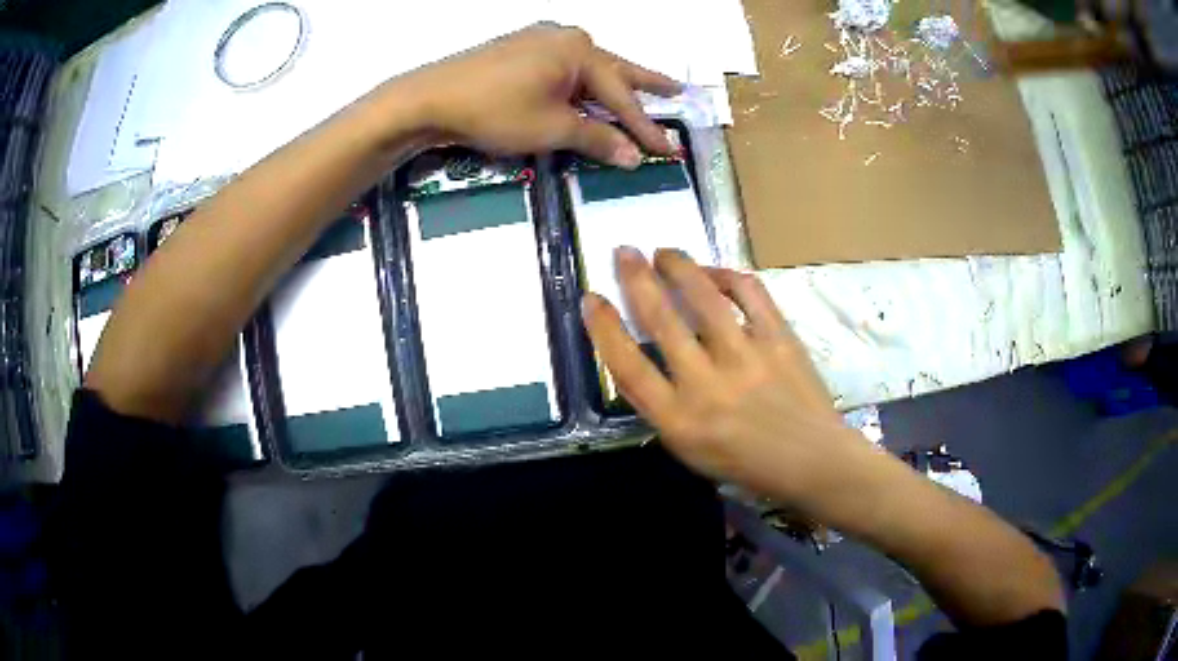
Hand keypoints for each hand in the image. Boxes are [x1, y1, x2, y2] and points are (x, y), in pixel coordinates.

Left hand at [397, 24, 680, 167]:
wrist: (430, 98)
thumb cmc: (494, 110)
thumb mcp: (551, 128)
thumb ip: (597, 138)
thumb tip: (633, 156)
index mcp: (580, 51)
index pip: (622, 95)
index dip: (645, 126)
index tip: (667, 149)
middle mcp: (565, 37)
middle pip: (614, 68)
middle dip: (646, 84)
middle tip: (677, 90)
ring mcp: (540, 39)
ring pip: (588, 67)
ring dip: (613, 83)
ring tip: (640, 90)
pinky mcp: (519, 48)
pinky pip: (563, 66)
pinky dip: (581, 82)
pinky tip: (587, 89)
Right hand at [581, 248, 870, 506]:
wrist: (812, 461)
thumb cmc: (746, 464)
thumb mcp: (689, 449)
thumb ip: (662, 405)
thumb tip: (644, 356)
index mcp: (679, 420)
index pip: (628, 367)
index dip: (603, 328)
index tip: (591, 297)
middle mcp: (707, 386)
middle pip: (661, 321)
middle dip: (636, 279)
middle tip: (624, 251)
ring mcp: (747, 359)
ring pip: (704, 298)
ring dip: (679, 267)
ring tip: (665, 252)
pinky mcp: (780, 340)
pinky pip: (750, 295)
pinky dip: (728, 276)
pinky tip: (715, 273)